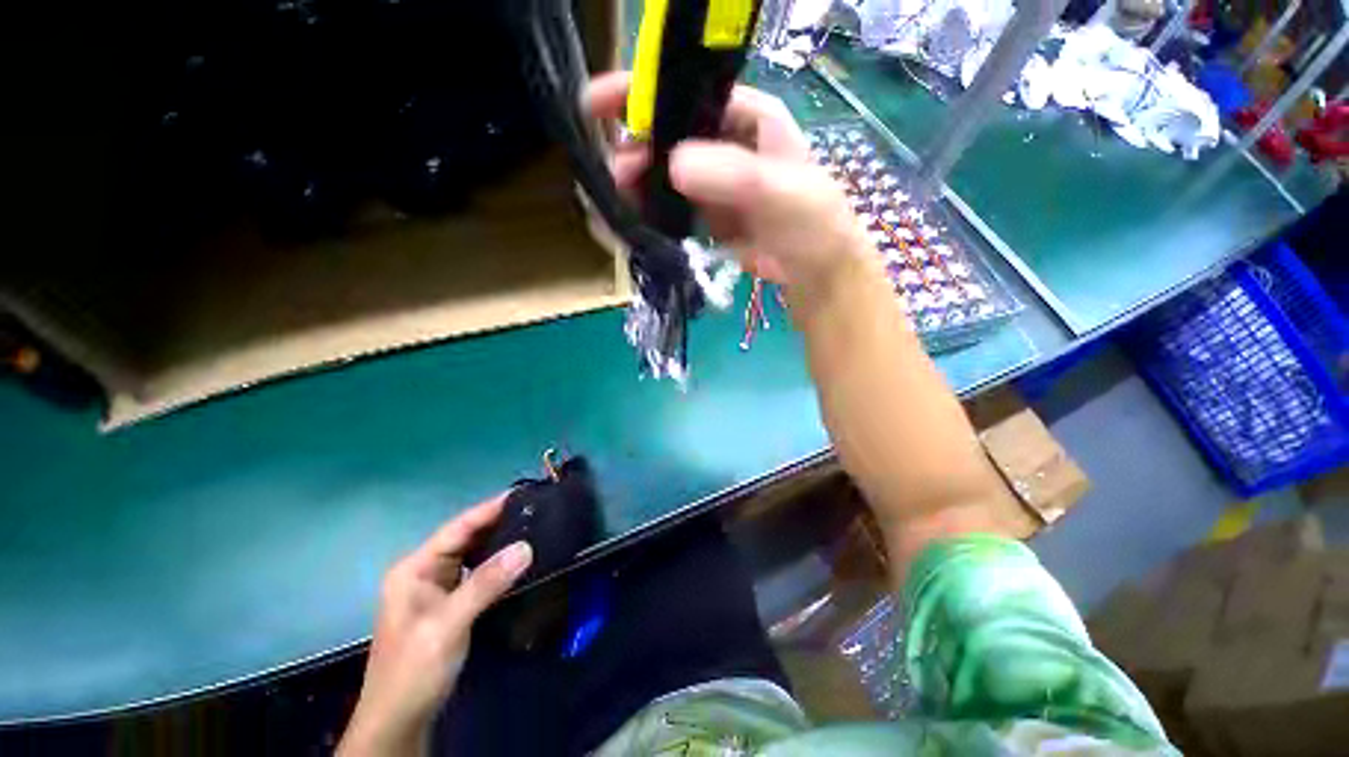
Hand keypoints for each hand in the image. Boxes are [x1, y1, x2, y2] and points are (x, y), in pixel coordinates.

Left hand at [338, 496, 532, 756]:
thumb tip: (526, 546)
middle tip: (536, 510)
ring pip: (474, 555)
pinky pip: (478, 574)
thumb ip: (486, 583)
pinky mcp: (450, 604)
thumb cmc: (414, 669)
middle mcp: (425, 572)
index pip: (458, 528)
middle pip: (466, 538)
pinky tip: (518, 560)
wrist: (400, 721)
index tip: (524, 494)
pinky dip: (498, 564)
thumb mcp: (448, 624)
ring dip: (500, 543)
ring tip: (534, 527)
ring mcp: (437, 589)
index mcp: (415, 568)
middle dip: (498, 523)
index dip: (489, 509)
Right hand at [583, 71, 869, 307]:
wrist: (814, 273)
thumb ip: (734, 176)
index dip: (644, 93)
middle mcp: (726, 144)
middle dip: (637, 148)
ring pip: (665, 173)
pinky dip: (650, 212)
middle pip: (670, 134)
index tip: (599, 105)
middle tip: (618, 173)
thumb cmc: (811, 224)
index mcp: (748, 118)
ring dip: (639, 183)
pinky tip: (631, 220)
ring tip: (619, 199)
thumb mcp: (782, 191)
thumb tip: (674, 164)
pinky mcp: (706, 216)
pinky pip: (671, 207)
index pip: (690, 94)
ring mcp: (714, 183)